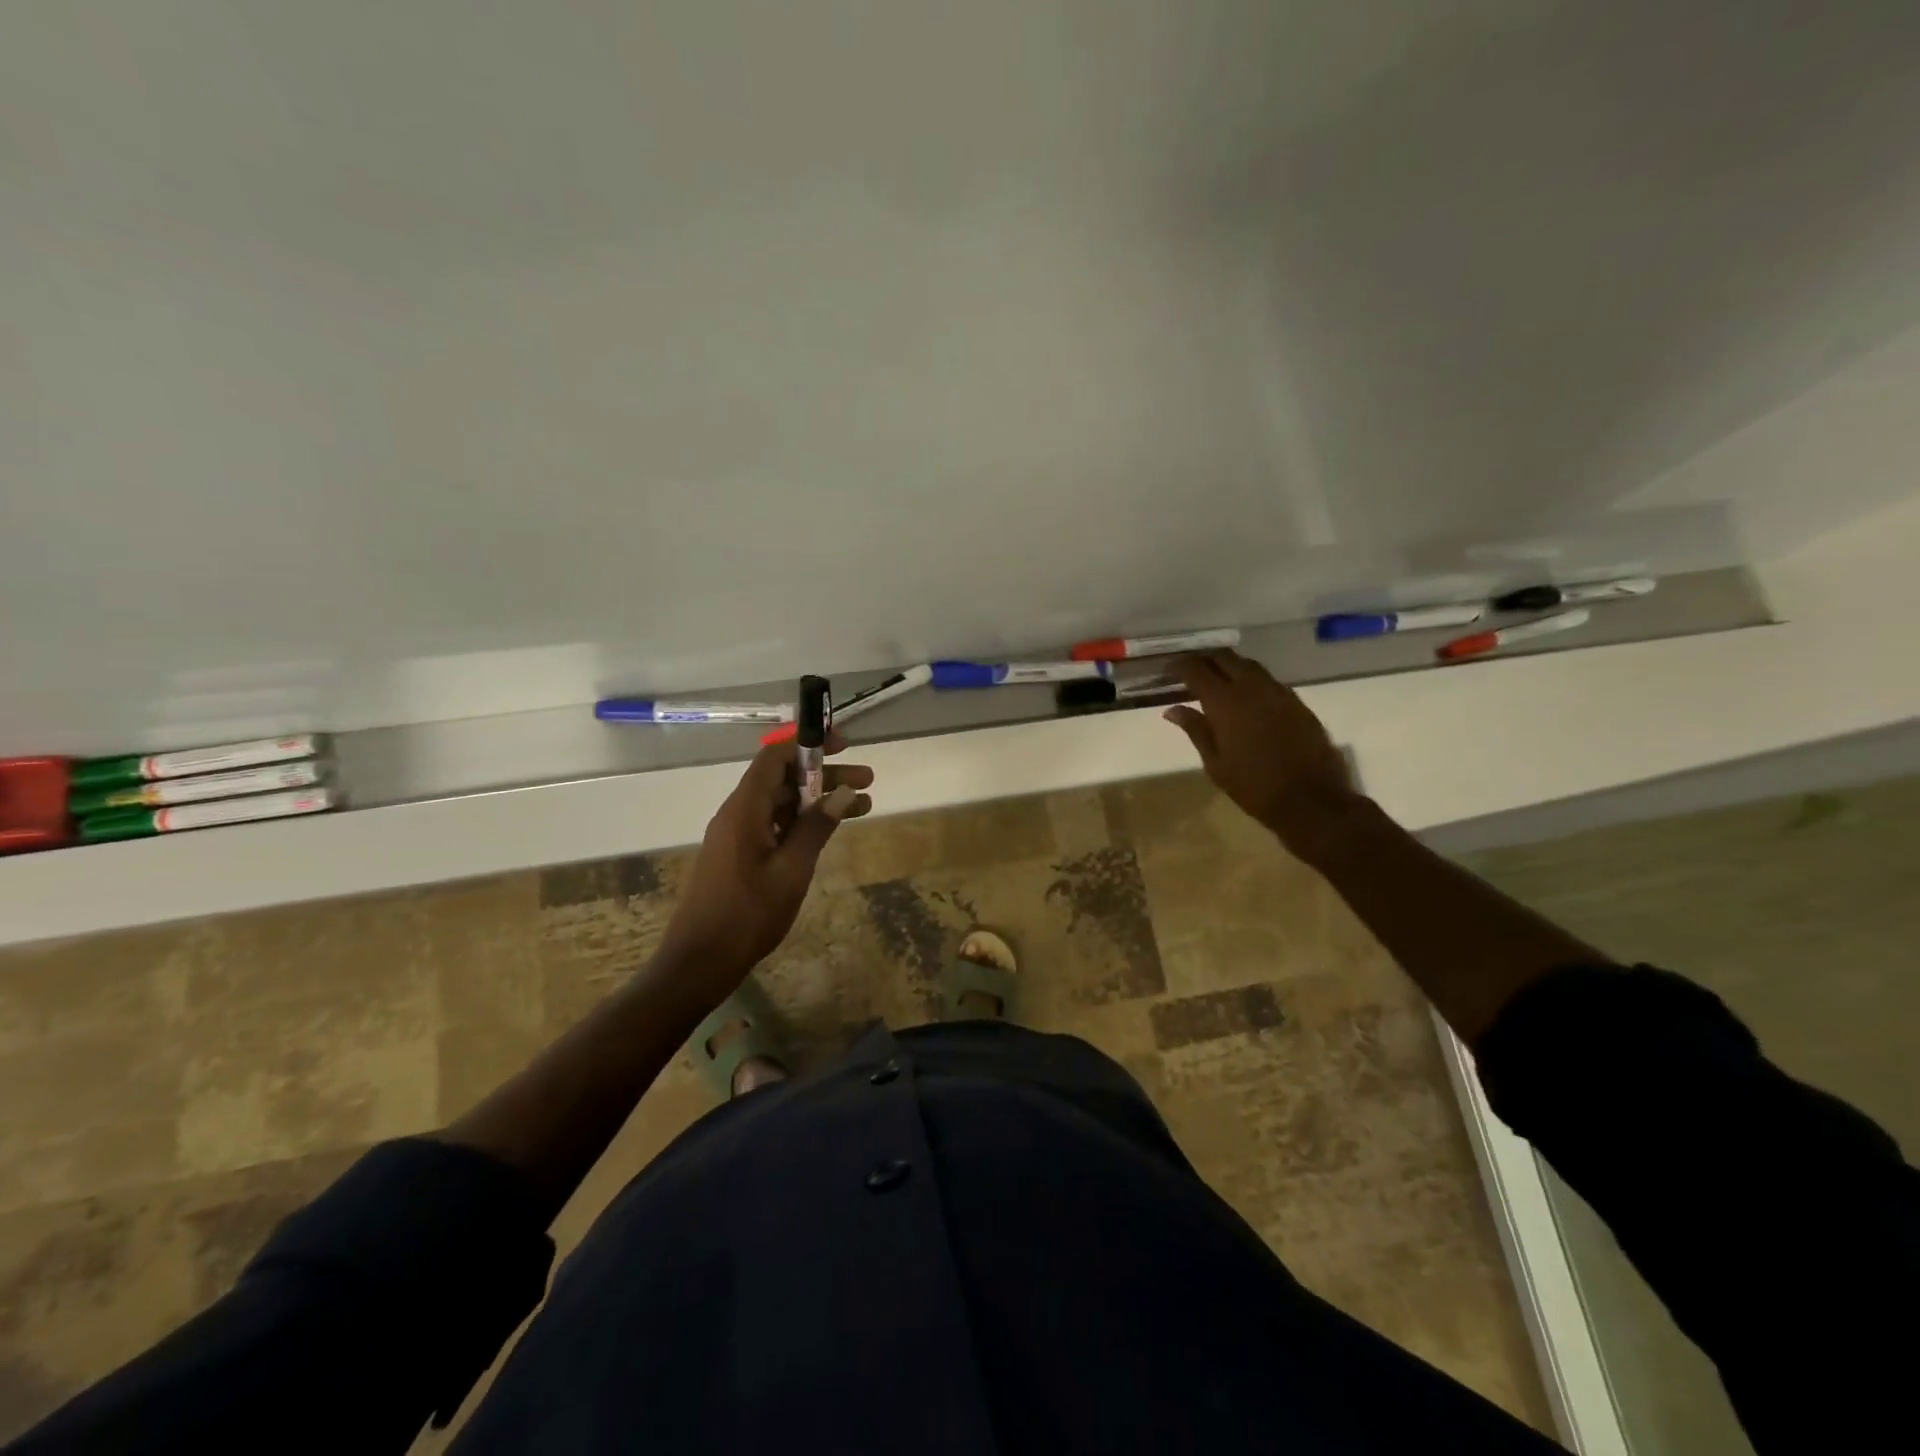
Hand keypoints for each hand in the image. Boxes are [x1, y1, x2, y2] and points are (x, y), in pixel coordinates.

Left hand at [657, 731, 873, 1006]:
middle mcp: (738, 813)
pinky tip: (829, 831)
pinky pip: (774, 824)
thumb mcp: (791, 870)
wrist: (700, 961)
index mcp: (745, 809)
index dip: (809, 745)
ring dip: (819, 801)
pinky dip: (803, 822)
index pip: (775, 757)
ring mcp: (737, 835)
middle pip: (783, 779)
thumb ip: (816, 828)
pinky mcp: (739, 854)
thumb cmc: (747, 915)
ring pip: (782, 803)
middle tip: (867, 781)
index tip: (844, 746)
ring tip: (862, 806)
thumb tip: (843, 794)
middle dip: (826, 776)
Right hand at [1164, 650, 1357, 848]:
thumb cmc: (1254, 786)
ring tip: (1216, 679)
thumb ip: (1195, 730)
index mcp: (1225, 702)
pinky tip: (1245, 696)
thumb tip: (1173, 709)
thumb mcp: (1216, 763)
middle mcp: (1252, 688)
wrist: (1311, 800)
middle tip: (1190, 670)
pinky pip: (1268, 680)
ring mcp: (1278, 692)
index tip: (1167, 670)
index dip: (1179, 666)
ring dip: (1229, 666)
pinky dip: (1250, 680)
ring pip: (1249, 665)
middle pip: (1224, 657)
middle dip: (1204, 658)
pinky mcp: (1297, 702)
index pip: (1196, 670)